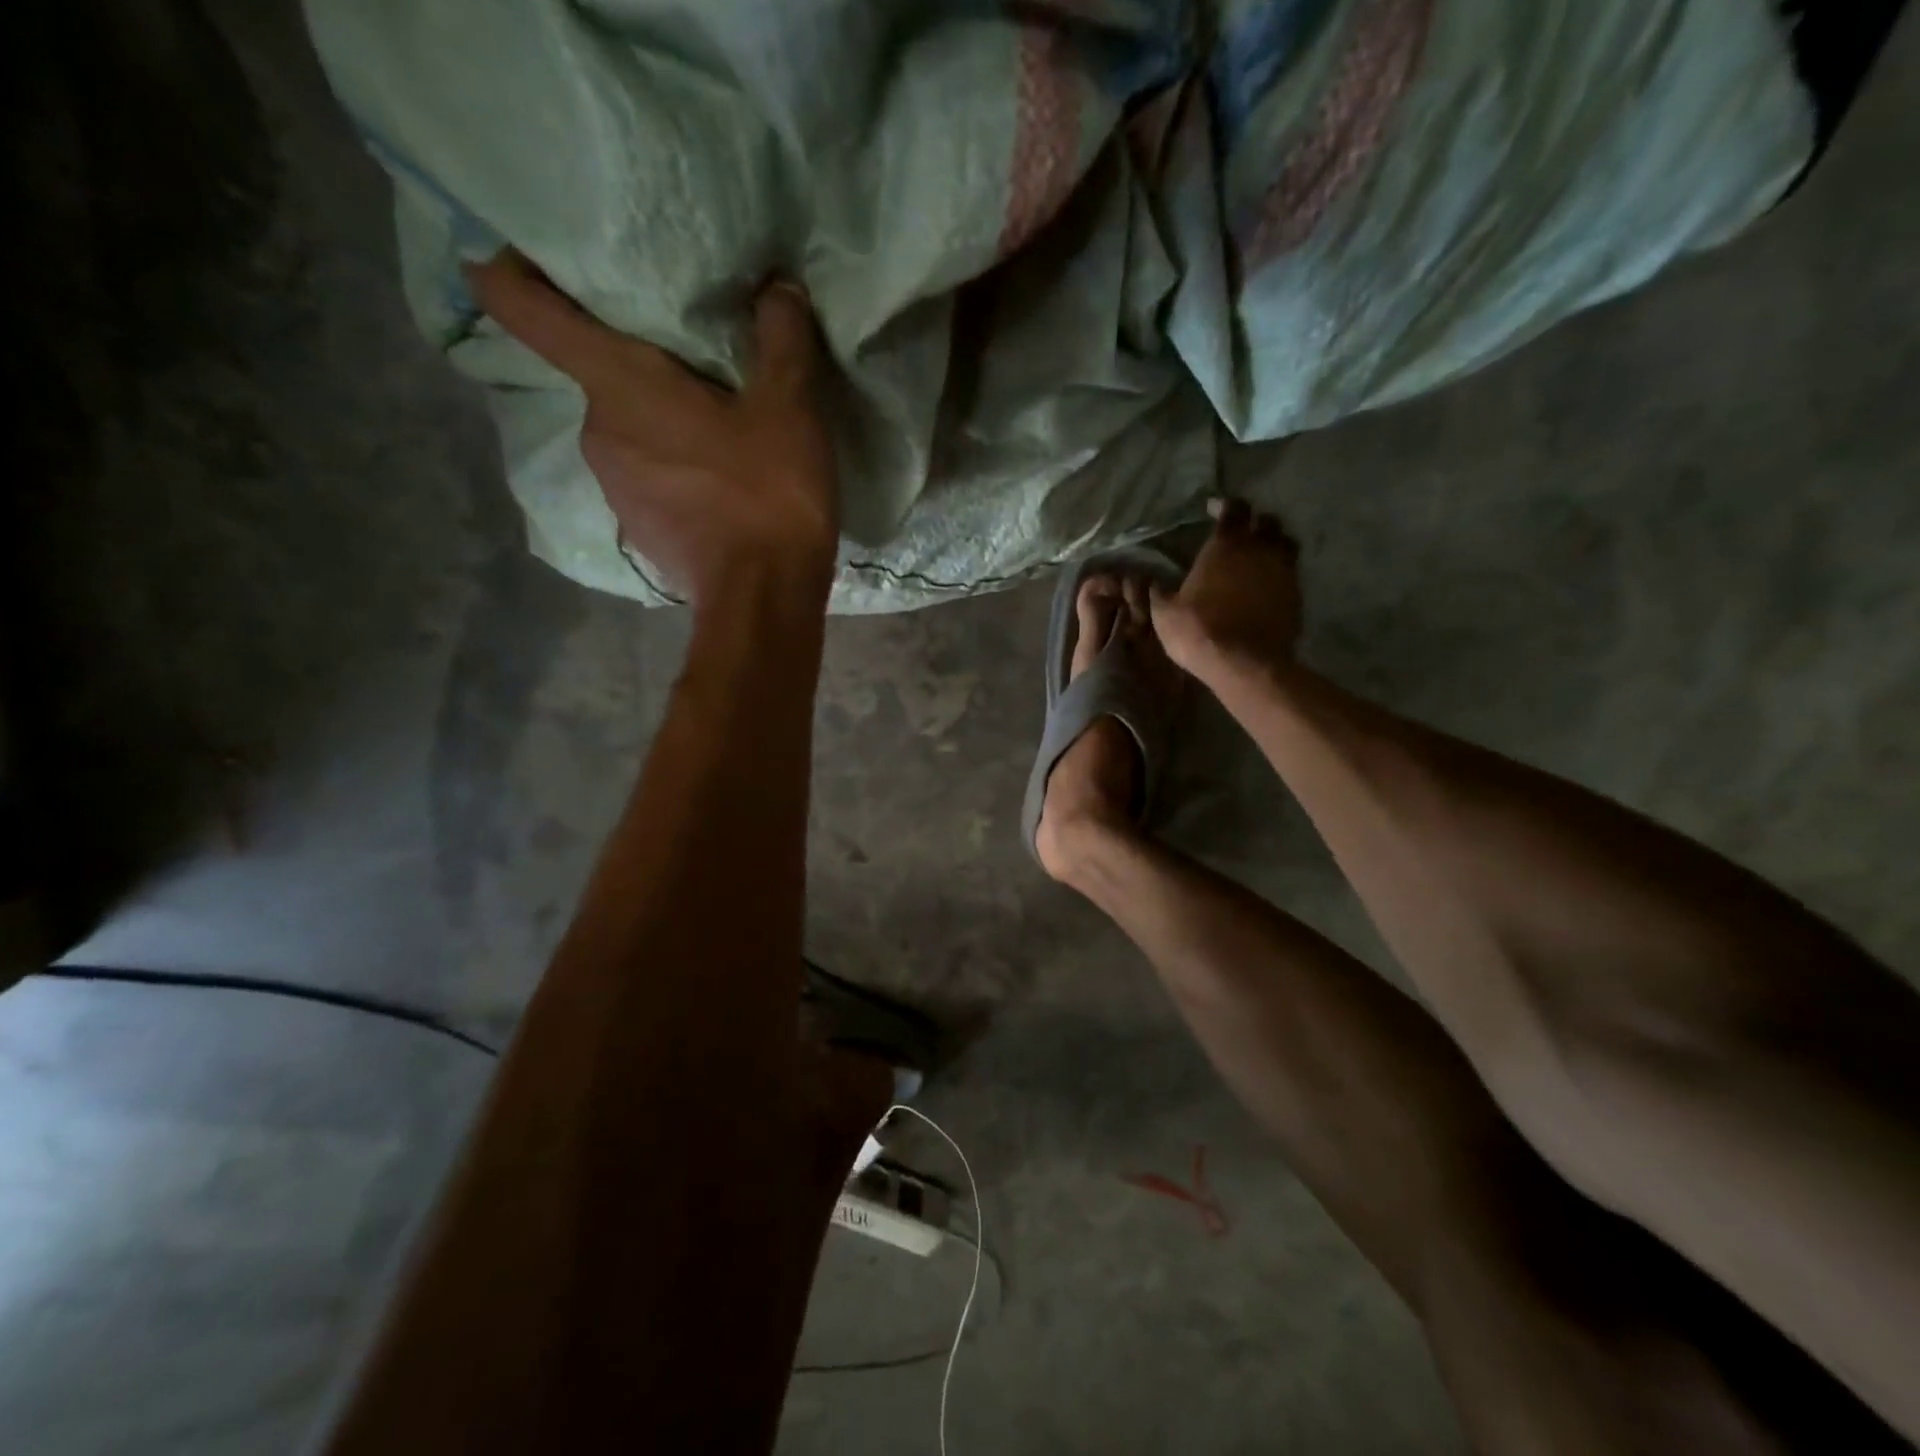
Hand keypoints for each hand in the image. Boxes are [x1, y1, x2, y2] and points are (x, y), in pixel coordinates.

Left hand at [464, 251, 837, 608]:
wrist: (762, 599)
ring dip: (658, 421)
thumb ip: (781, 338)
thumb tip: (778, 289)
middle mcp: (596, 430)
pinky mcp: (637, 529)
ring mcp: (613, 487)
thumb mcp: (790, 407)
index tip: (508, 251)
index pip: (525, 309)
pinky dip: (670, 468)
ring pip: (626, 430)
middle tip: (690, 359)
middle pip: (597, 373)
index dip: (507, 271)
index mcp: (618, 384)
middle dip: (634, 359)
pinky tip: (716, 483)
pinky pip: (645, 477)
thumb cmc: (767, 493)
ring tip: (713, 427)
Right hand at [1150, 498, 1302, 678]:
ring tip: (1258, 559)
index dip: (1224, 505)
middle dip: (1255, 524)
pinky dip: (1279, 576)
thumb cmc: (1198, 630)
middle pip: (1268, 522)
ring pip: (1286, 546)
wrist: (1244, 664)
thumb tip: (1152, 582)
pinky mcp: (1297, 597)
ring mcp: (1284, 573)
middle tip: (1241, 535)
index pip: (1234, 508)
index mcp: (1227, 545)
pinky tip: (1265, 590)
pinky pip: (1290, 576)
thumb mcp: (1164, 613)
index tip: (1213, 510)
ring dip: (1273, 547)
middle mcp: (1261, 550)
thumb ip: (1160, 593)